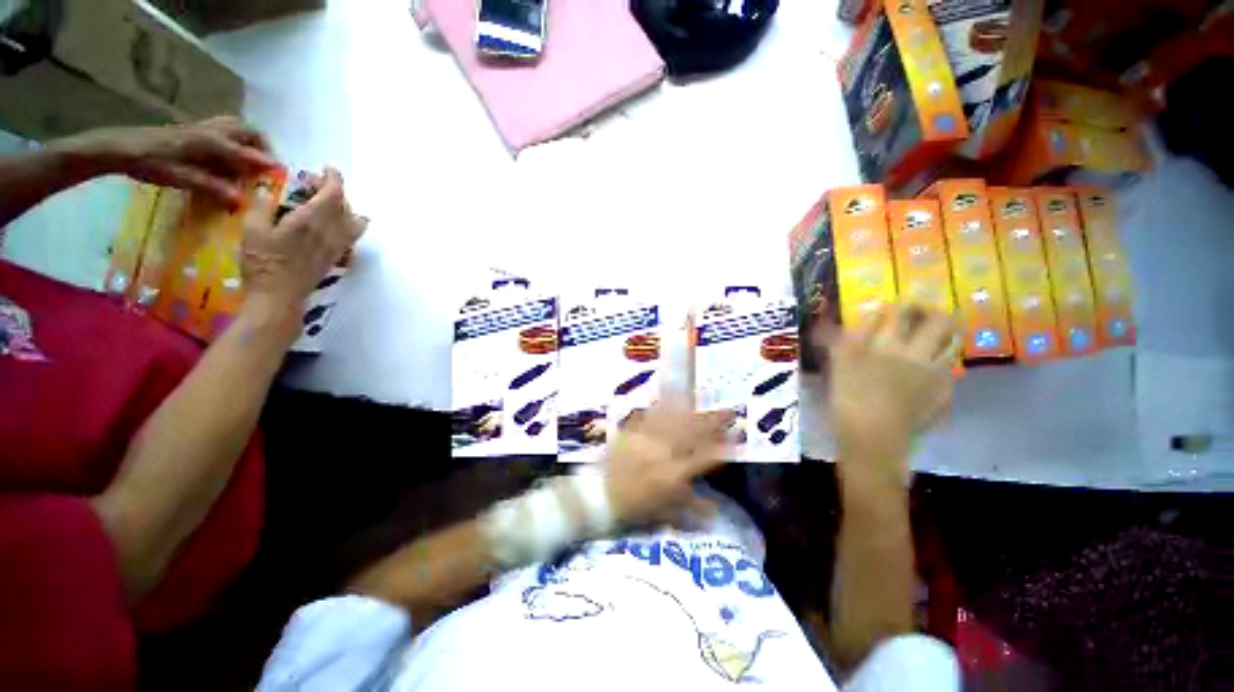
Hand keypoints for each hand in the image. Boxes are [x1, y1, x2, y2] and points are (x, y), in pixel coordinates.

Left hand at [64, 117, 276, 206]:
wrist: (120, 147)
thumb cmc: (149, 163)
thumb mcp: (180, 179)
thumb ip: (212, 188)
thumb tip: (241, 202)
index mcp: (210, 142)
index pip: (246, 152)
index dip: (265, 163)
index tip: (281, 174)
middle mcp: (212, 131)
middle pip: (248, 131)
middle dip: (263, 146)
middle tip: (266, 166)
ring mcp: (203, 128)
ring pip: (237, 127)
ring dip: (250, 141)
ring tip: (252, 160)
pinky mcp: (195, 130)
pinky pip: (225, 130)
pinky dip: (236, 140)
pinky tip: (230, 156)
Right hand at [240, 168, 366, 309]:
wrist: (279, 297)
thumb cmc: (262, 262)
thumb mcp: (252, 229)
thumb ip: (262, 206)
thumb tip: (269, 190)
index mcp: (311, 220)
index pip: (333, 194)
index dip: (334, 179)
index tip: (328, 169)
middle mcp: (330, 233)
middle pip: (345, 207)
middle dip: (336, 191)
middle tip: (318, 184)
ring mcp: (336, 247)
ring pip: (354, 224)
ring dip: (346, 209)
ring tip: (330, 203)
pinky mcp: (335, 259)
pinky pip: (350, 238)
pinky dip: (349, 226)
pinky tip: (336, 226)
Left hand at [603, 397, 733, 526]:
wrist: (600, 497)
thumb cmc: (635, 507)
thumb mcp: (666, 512)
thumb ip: (692, 507)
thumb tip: (716, 510)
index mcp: (674, 474)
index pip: (705, 456)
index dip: (724, 444)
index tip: (737, 432)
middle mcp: (662, 453)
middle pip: (692, 432)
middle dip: (712, 420)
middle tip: (727, 410)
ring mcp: (645, 439)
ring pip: (672, 419)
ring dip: (689, 407)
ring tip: (702, 395)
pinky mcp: (630, 432)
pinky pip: (647, 415)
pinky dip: (659, 406)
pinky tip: (667, 396)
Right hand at [818, 303, 954, 480]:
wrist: (873, 437)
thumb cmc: (849, 398)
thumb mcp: (839, 364)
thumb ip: (842, 339)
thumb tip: (849, 320)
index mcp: (891, 344)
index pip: (901, 311)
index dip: (900, 304)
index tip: (895, 305)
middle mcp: (920, 354)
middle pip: (941, 322)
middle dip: (932, 312)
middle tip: (920, 313)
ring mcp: (937, 374)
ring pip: (953, 344)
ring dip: (944, 335)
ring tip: (929, 338)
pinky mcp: (944, 394)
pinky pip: (950, 370)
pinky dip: (942, 363)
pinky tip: (927, 371)